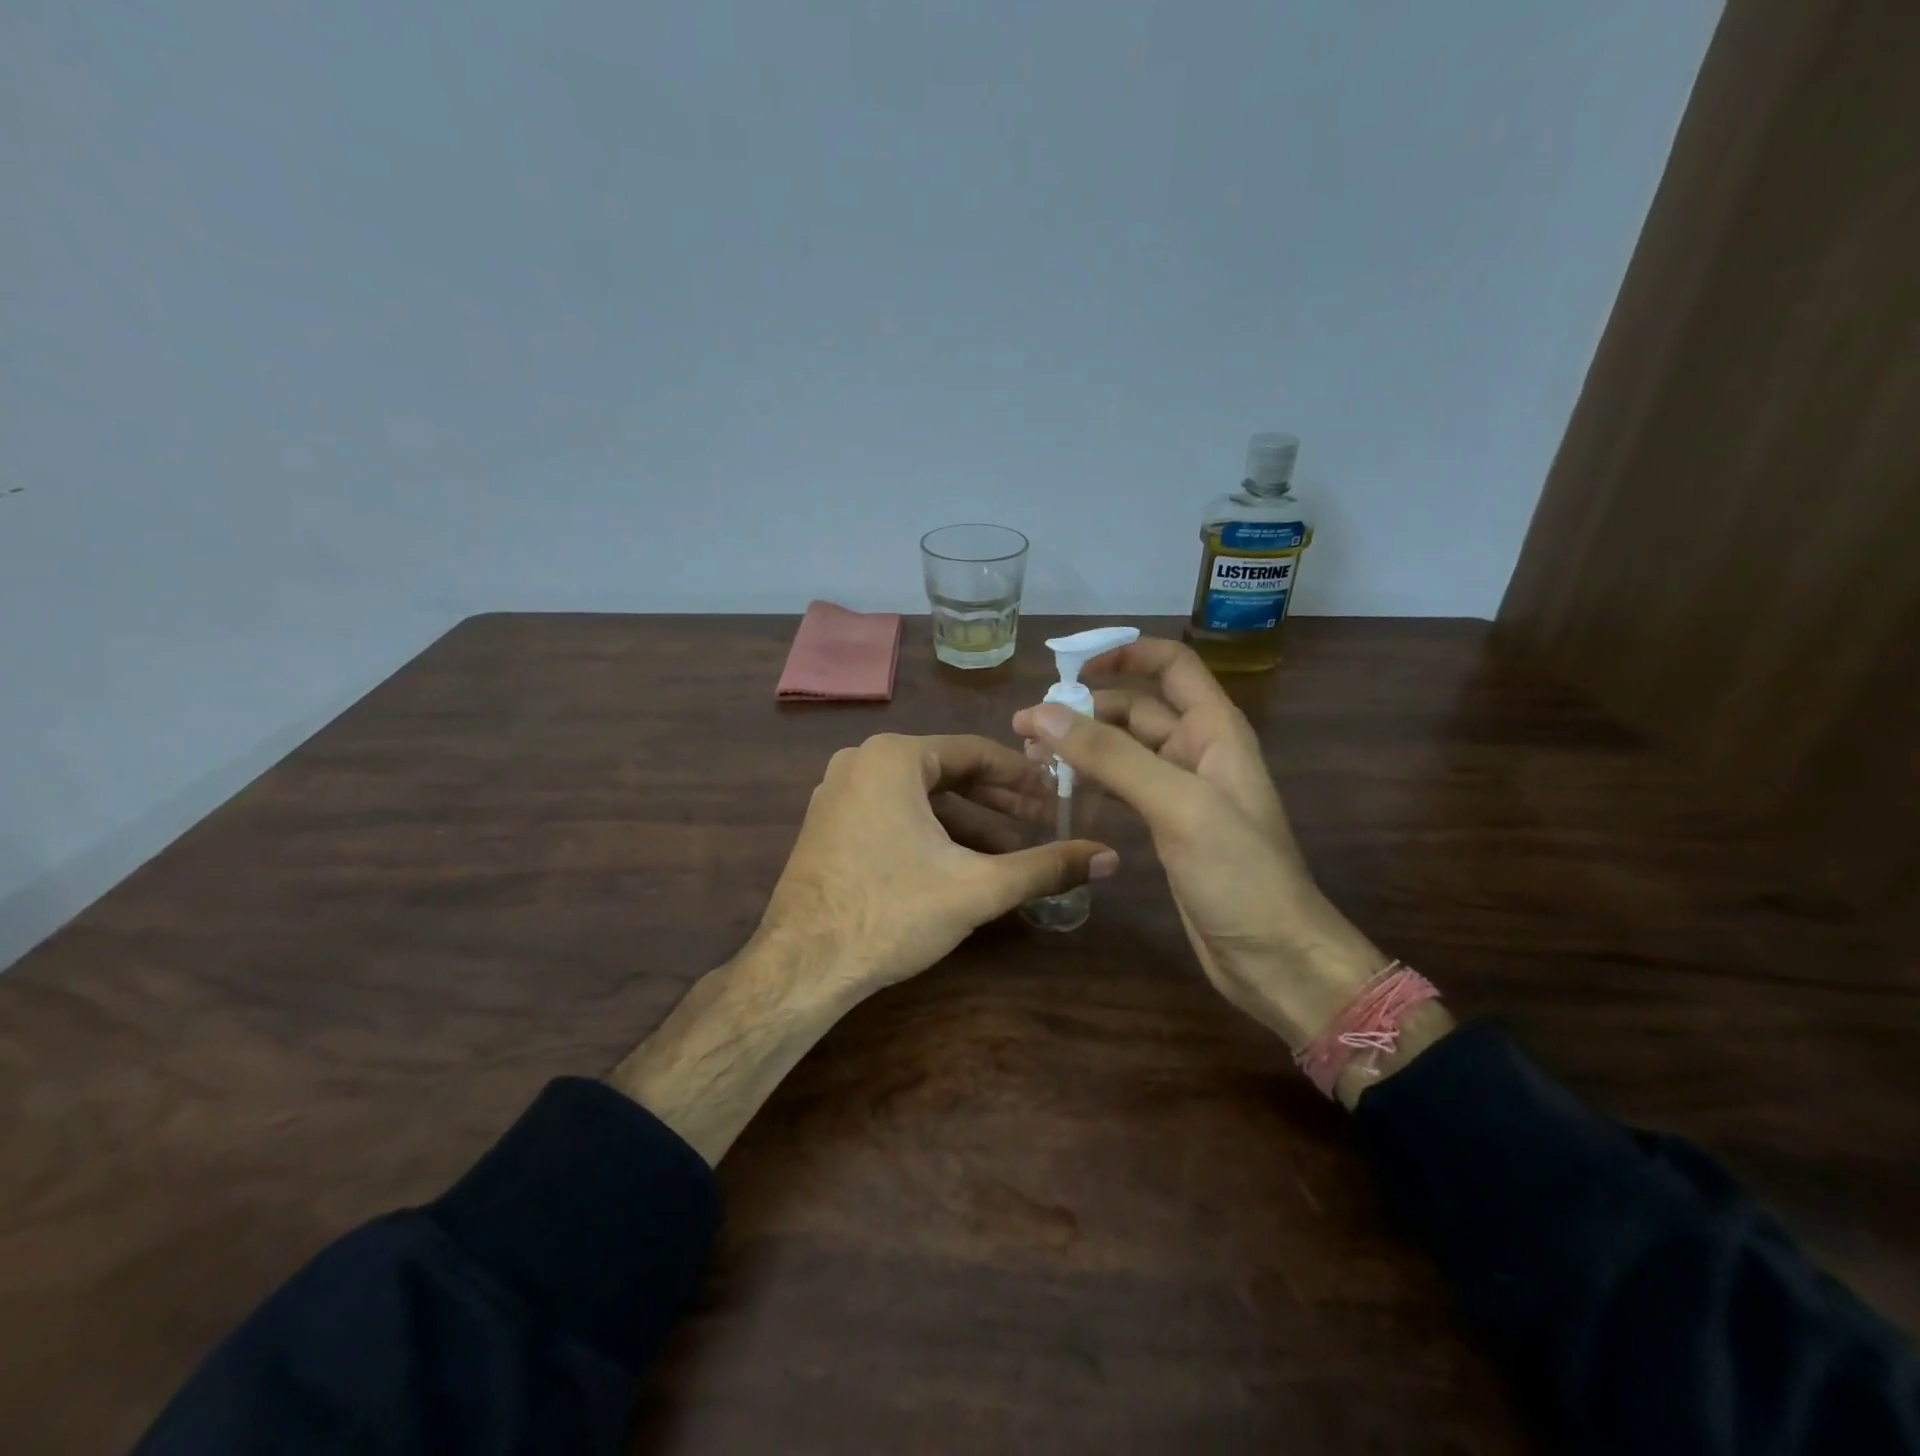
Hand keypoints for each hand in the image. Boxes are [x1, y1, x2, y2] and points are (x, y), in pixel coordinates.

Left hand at [757, 732, 1115, 1000]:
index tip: (1059, 796)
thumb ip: (1046, 867)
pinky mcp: (830, 826)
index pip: (975, 752)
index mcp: (894, 756)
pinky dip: (932, 833)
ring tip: (1014, 852)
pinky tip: (964, 864)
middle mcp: (862, 762)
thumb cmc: (891, 912)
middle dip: (999, 802)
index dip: (1024, 777)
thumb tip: (1110, 858)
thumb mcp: (977, 887)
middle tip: (1045, 824)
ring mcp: (839, 793)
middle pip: (948, 772)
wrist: (802, 966)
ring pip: (921, 798)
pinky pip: (894, 815)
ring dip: (969, 822)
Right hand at [1013, 639, 1386, 1049]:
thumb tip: (1044, 712)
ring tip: (1030, 759)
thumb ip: (1111, 756)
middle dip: (1083, 710)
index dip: (1125, 654)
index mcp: (1213, 729)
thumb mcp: (1177, 804)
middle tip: (1026, 729)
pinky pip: (1121, 789)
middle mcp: (1196, 750)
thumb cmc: (1238, 873)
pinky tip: (1057, 793)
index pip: (1171, 665)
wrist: (1274, 956)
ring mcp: (1180, 791)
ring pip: (1122, 750)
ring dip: (1081, 747)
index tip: (1070, 670)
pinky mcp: (1165, 827)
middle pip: (1134, 708)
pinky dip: (1090, 783)